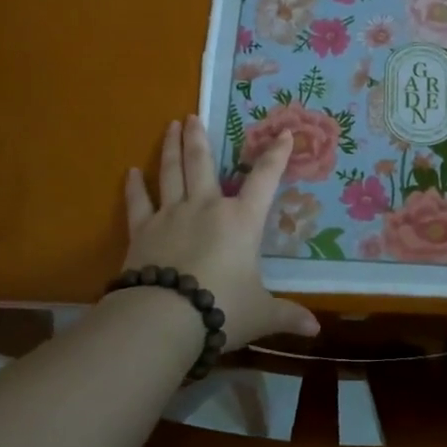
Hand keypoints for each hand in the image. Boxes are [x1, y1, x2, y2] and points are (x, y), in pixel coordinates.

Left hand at [122, 116, 318, 349]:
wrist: (164, 319)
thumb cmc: (222, 309)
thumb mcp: (260, 313)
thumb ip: (286, 317)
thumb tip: (316, 331)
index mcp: (241, 221)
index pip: (264, 180)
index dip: (276, 156)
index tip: (284, 134)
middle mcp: (206, 207)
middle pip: (202, 163)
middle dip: (199, 137)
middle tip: (193, 115)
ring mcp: (171, 215)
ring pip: (171, 173)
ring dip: (171, 148)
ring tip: (171, 126)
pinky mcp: (142, 231)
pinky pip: (138, 203)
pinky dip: (134, 187)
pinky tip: (131, 172)